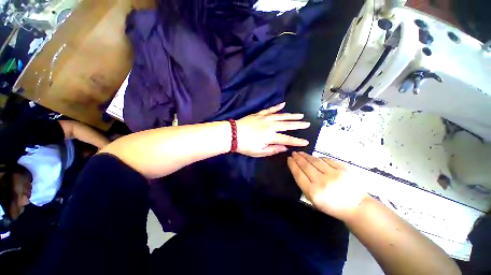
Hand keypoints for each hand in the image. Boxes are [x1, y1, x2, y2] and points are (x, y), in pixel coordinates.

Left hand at [236, 102, 309, 156]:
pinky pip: (270, 110)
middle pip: (287, 125)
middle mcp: (270, 126)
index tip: (306, 142)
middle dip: (298, 125)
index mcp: (270, 136)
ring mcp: (265, 118)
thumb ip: (273, 149)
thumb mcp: (259, 152)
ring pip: (281, 116)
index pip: (287, 139)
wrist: (232, 134)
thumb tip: (284, 148)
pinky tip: (283, 104)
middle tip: (307, 123)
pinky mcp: (259, 114)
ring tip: (300, 115)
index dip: (297, 141)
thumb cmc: (245, 145)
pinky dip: (276, 107)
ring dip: (291, 115)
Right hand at [287, 152, 367, 220]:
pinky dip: (319, 158)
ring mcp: (334, 174)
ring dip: (307, 156)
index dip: (292, 165)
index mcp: (313, 192)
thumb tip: (299, 170)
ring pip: (315, 161)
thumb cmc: (332, 206)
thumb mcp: (314, 200)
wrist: (357, 206)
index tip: (289, 159)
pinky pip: (327, 160)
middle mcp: (322, 182)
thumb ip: (305, 185)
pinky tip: (315, 157)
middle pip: (306, 166)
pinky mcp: (343, 169)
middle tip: (294, 153)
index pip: (298, 174)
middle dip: (298, 158)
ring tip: (301, 153)